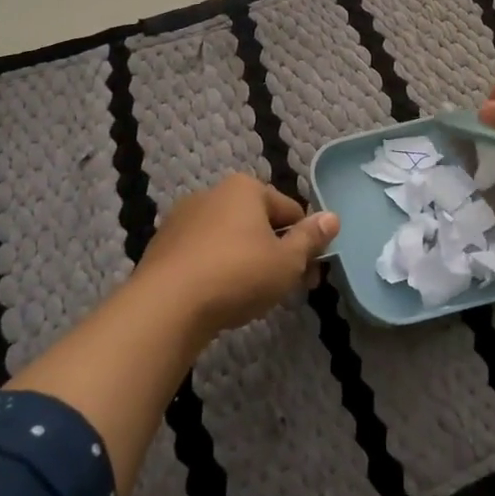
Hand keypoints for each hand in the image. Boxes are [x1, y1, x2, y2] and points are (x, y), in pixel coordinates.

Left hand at [134, 175, 338, 336]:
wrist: (166, 307)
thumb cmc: (238, 274)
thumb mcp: (287, 261)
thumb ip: (311, 238)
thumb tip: (332, 217)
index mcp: (245, 188)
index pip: (290, 211)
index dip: (306, 242)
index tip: (310, 273)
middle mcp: (212, 193)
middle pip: (257, 222)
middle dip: (276, 252)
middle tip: (287, 288)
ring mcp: (182, 219)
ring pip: (228, 238)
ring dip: (246, 260)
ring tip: (252, 297)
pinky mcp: (162, 246)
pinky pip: (202, 254)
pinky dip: (216, 270)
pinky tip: (219, 297)